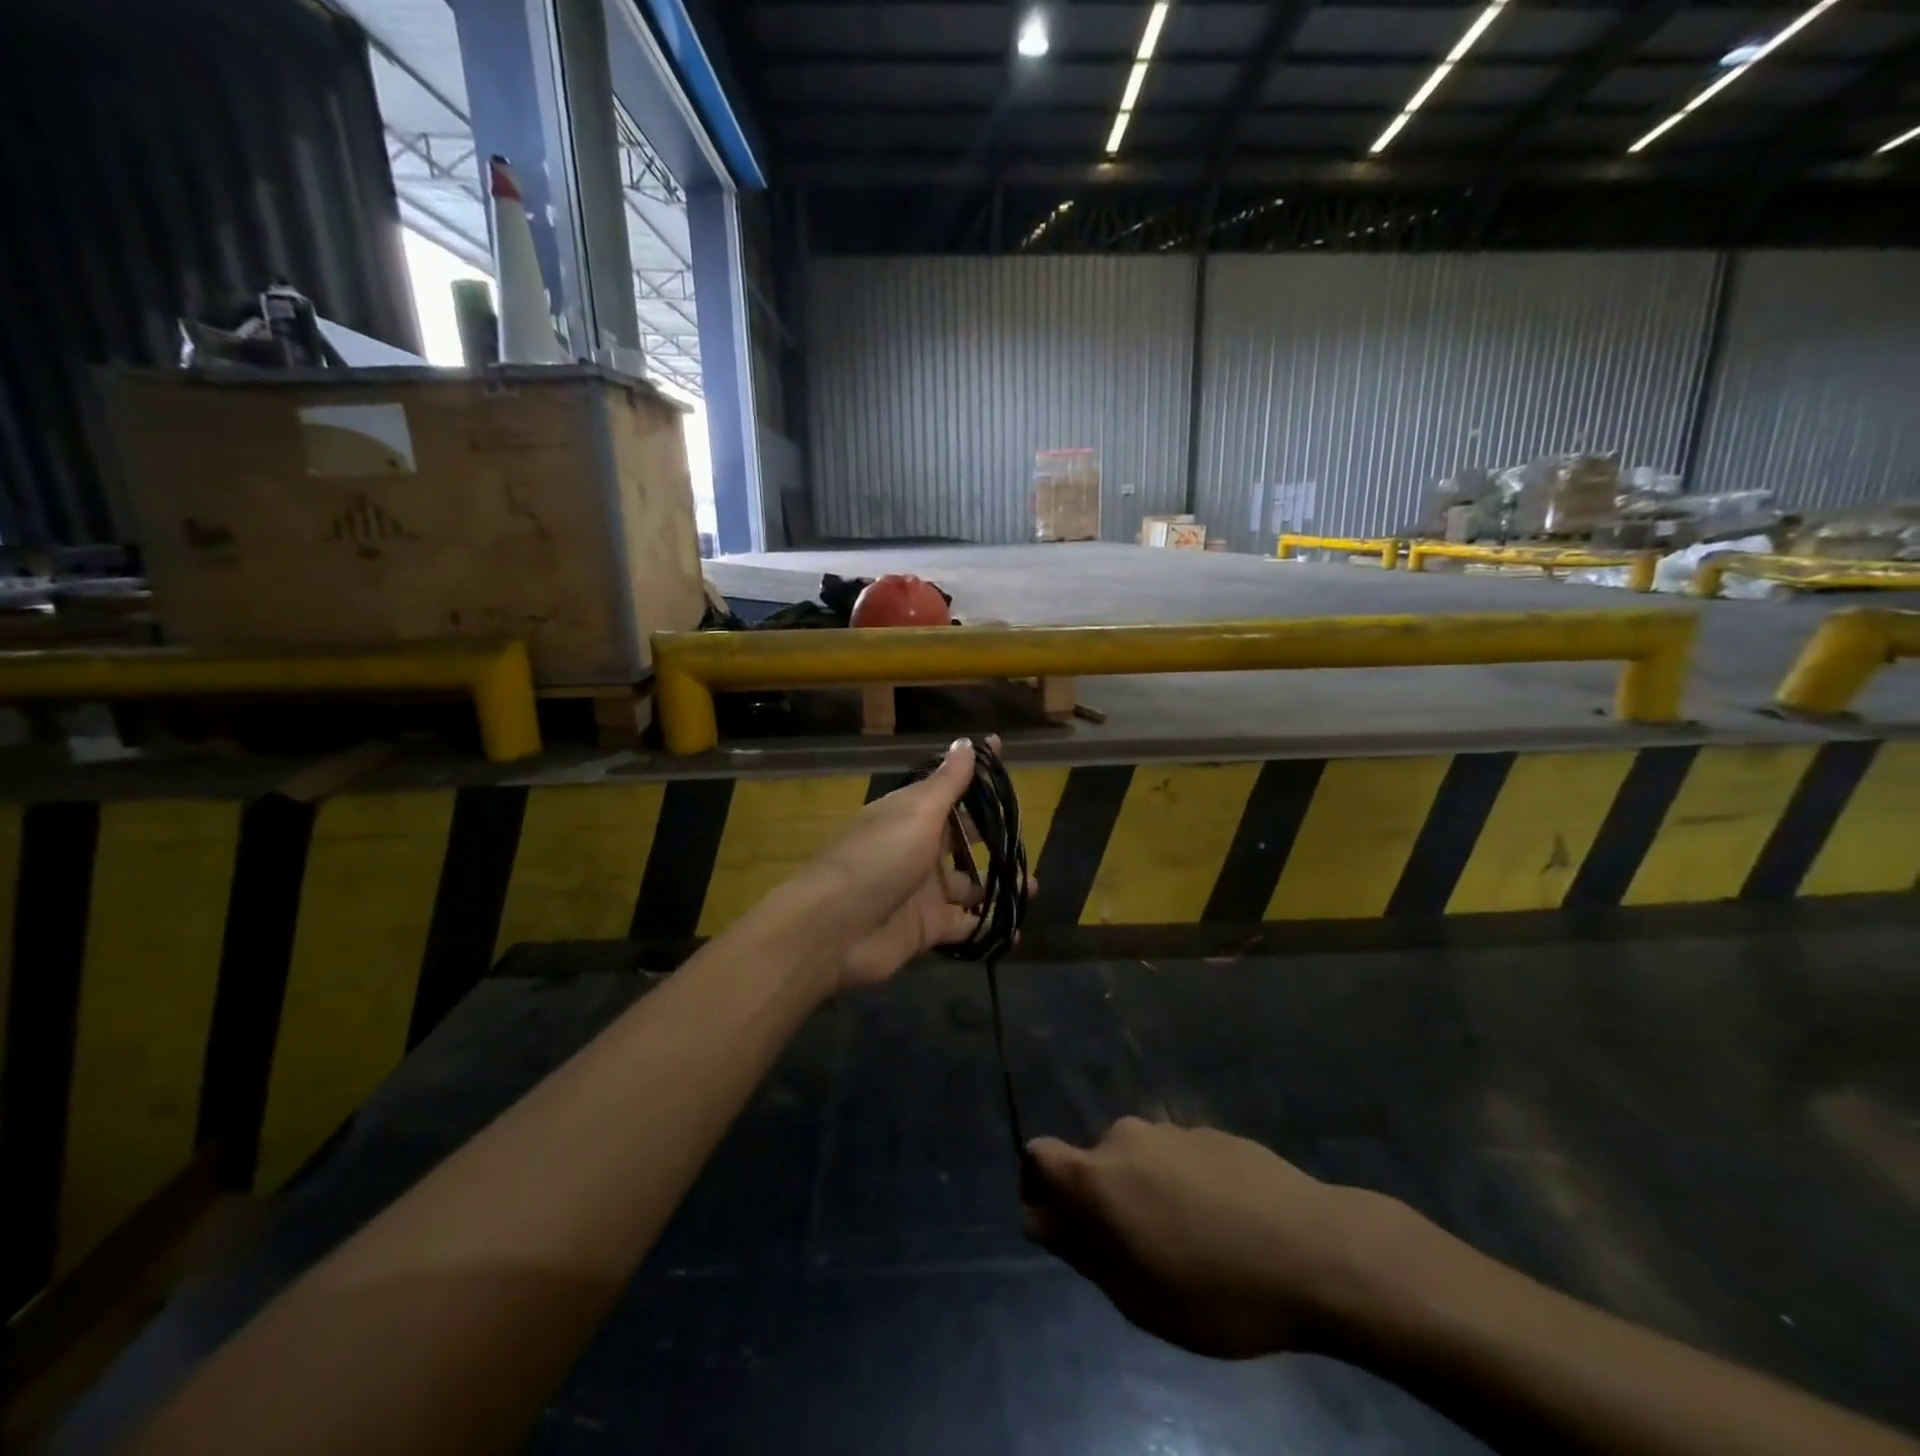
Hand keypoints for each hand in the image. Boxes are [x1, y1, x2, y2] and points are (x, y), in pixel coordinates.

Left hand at [800, 737, 1020, 992]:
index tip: (1003, 757)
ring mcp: (923, 891)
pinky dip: (987, 928)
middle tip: (1030, 839)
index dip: (976, 777)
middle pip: (963, 840)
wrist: (835, 928)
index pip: (950, 790)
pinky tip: (1016, 929)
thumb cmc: (880, 857)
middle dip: (994, 840)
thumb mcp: (917, 812)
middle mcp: (918, 849)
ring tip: (1033, 886)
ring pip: (969, 885)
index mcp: (911, 815)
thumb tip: (966, 742)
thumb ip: (947, 782)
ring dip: (998, 885)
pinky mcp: (926, 928)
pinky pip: (964, 926)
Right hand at [1023, 1119, 1409, 1359]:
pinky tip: (1223, 1224)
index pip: (1038, 1156)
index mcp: (1098, 1175)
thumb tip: (1041, 1218)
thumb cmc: (1217, 1290)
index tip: (1066, 1230)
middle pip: (1093, 1165)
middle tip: (1141, 1256)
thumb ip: (1081, 1250)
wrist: (1315, 1250)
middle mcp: (1126, 1137)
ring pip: (1139, 1163)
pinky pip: (1177, 1159)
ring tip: (1191, 1245)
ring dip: (1146, 1195)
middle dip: (1103, 1204)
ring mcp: (1172, 1130)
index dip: (1039, 1190)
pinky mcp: (1211, 1132)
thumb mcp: (1137, 1296)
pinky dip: (1183, 1186)